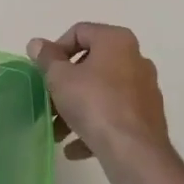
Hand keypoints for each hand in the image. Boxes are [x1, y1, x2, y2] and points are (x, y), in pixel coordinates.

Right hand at [27, 23, 171, 167]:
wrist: (134, 151)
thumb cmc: (94, 103)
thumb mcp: (60, 78)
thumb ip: (46, 58)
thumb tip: (37, 44)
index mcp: (117, 41)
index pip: (79, 32)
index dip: (56, 49)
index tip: (44, 71)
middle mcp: (135, 59)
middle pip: (91, 65)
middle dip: (65, 85)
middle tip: (48, 101)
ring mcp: (144, 90)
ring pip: (101, 93)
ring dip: (75, 110)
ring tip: (57, 132)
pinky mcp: (146, 117)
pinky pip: (113, 116)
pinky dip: (94, 127)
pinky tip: (74, 148)